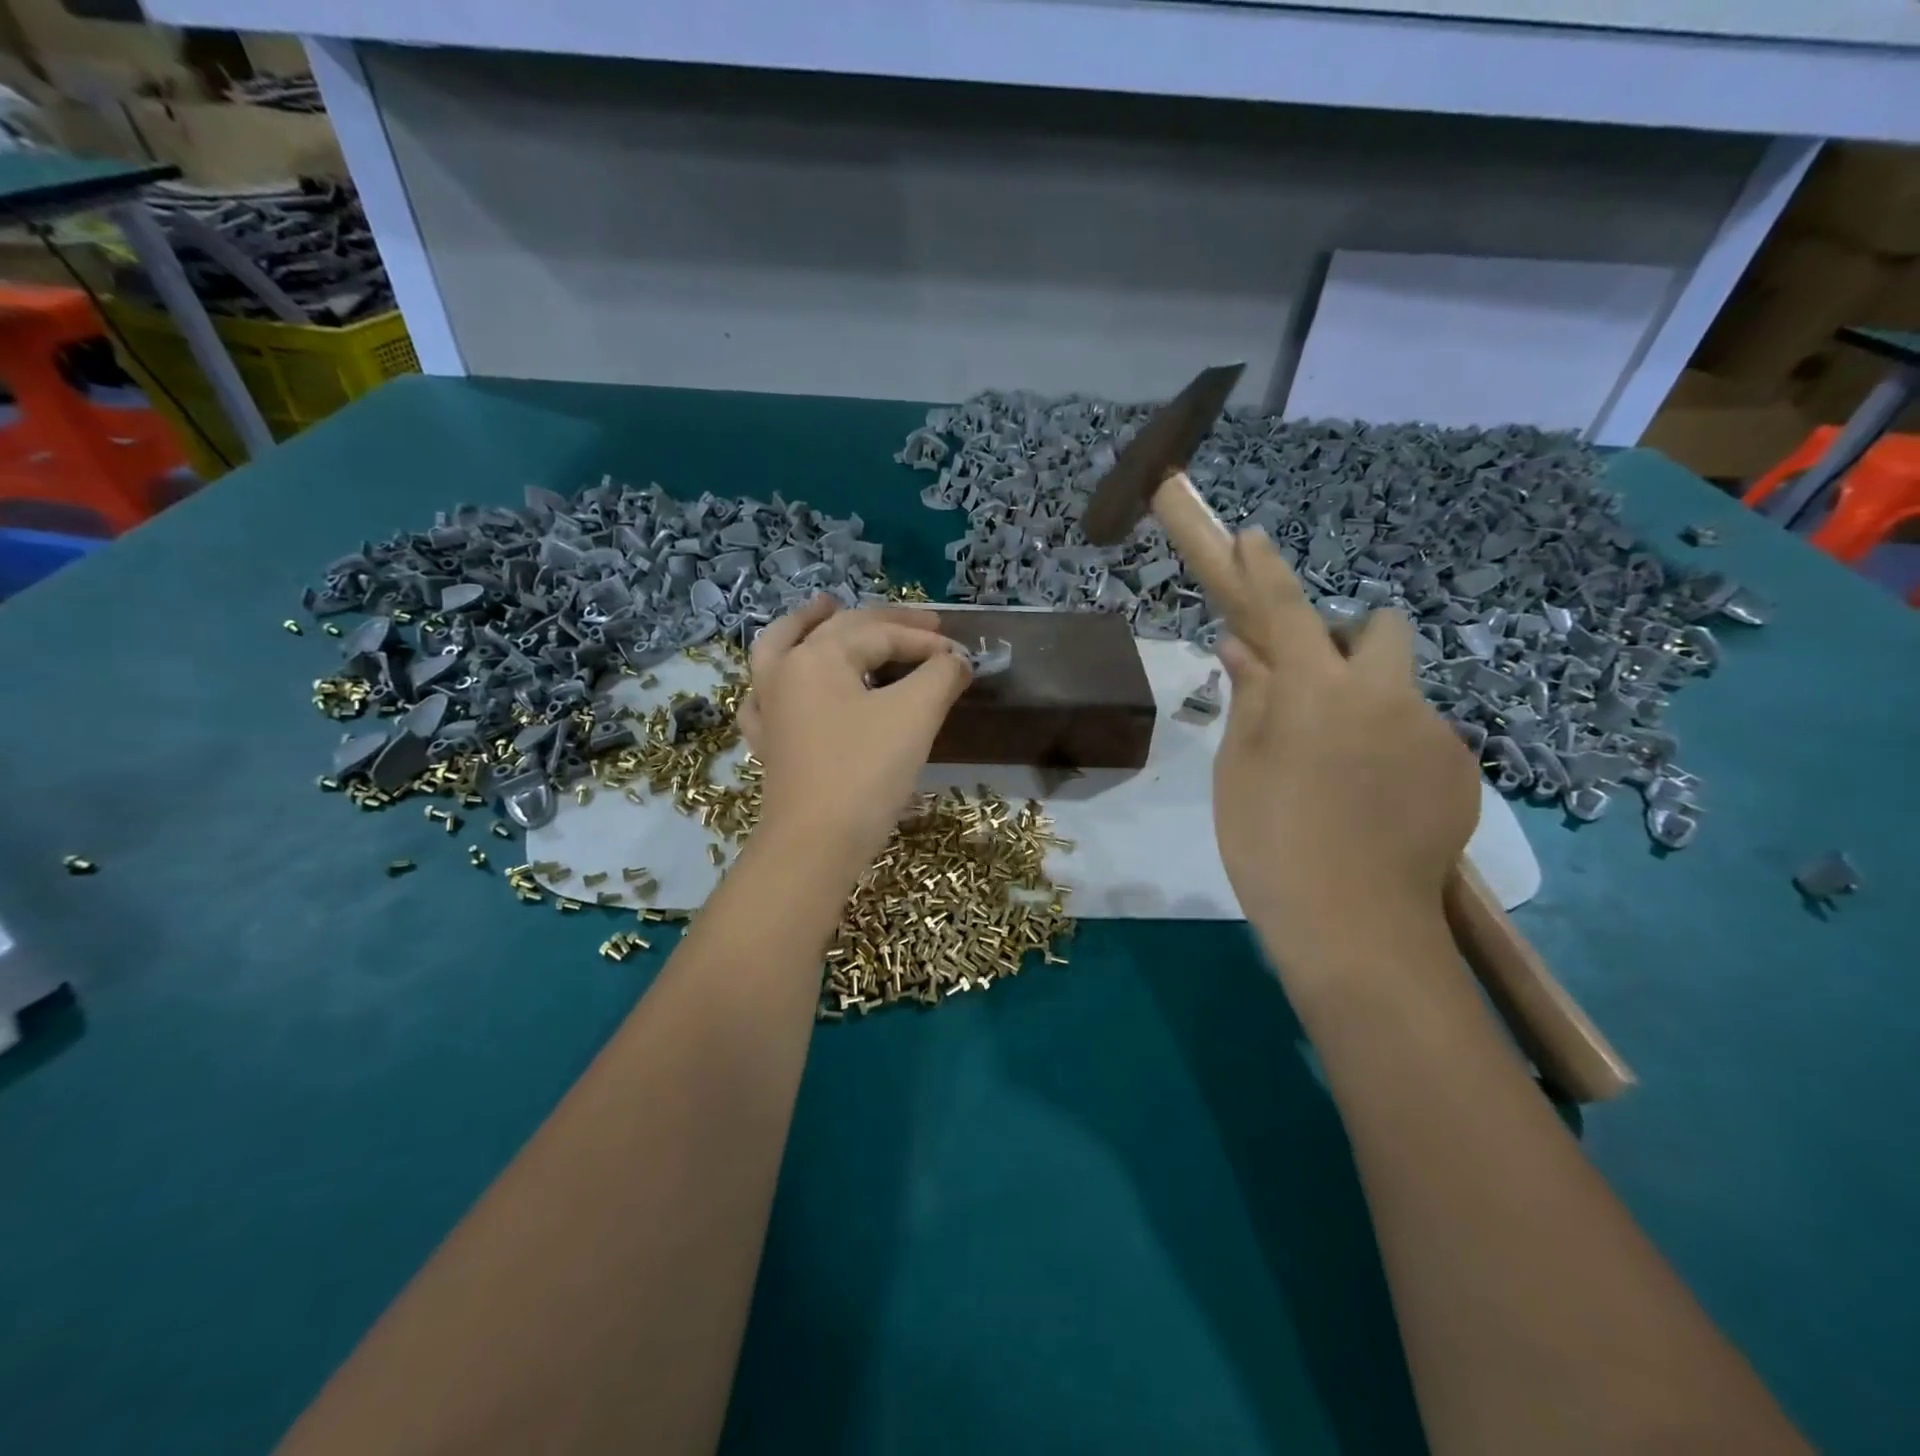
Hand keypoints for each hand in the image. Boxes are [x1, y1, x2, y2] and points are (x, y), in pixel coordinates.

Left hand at [739, 596, 971, 873]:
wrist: (816, 845)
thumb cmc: (865, 771)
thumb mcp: (915, 715)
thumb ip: (941, 674)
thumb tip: (958, 659)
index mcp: (816, 656)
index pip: (881, 635)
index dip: (926, 641)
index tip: (962, 657)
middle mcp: (784, 672)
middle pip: (837, 631)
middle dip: (885, 623)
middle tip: (926, 623)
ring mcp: (769, 709)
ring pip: (782, 650)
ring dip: (806, 624)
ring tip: (827, 607)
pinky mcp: (769, 744)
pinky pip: (766, 697)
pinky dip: (778, 680)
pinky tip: (786, 682)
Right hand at [1212, 529, 1477, 971]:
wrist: (1355, 928)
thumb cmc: (1271, 844)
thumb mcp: (1238, 769)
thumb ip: (1249, 698)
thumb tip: (1243, 648)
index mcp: (1317, 692)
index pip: (1285, 611)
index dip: (1266, 571)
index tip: (1254, 538)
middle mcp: (1386, 696)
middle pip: (1382, 630)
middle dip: (1351, 640)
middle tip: (1317, 689)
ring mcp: (1434, 733)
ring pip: (1401, 691)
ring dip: (1370, 705)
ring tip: (1341, 771)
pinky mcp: (1462, 771)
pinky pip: (1422, 736)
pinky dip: (1394, 748)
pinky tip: (1372, 801)